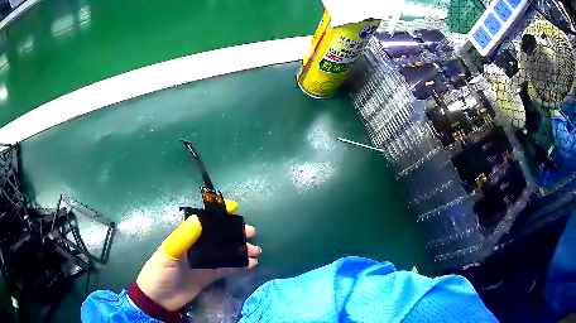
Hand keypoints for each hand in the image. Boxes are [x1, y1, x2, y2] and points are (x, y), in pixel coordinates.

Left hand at [135, 201, 260, 311]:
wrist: (158, 299)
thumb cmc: (159, 272)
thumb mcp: (168, 254)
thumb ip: (182, 238)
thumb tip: (198, 219)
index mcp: (186, 237)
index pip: (204, 221)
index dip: (218, 213)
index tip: (235, 208)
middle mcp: (197, 247)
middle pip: (219, 236)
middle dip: (235, 233)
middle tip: (251, 233)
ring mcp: (204, 262)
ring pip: (225, 252)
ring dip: (240, 250)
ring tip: (255, 251)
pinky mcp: (208, 275)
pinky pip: (226, 268)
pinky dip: (238, 266)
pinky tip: (250, 265)